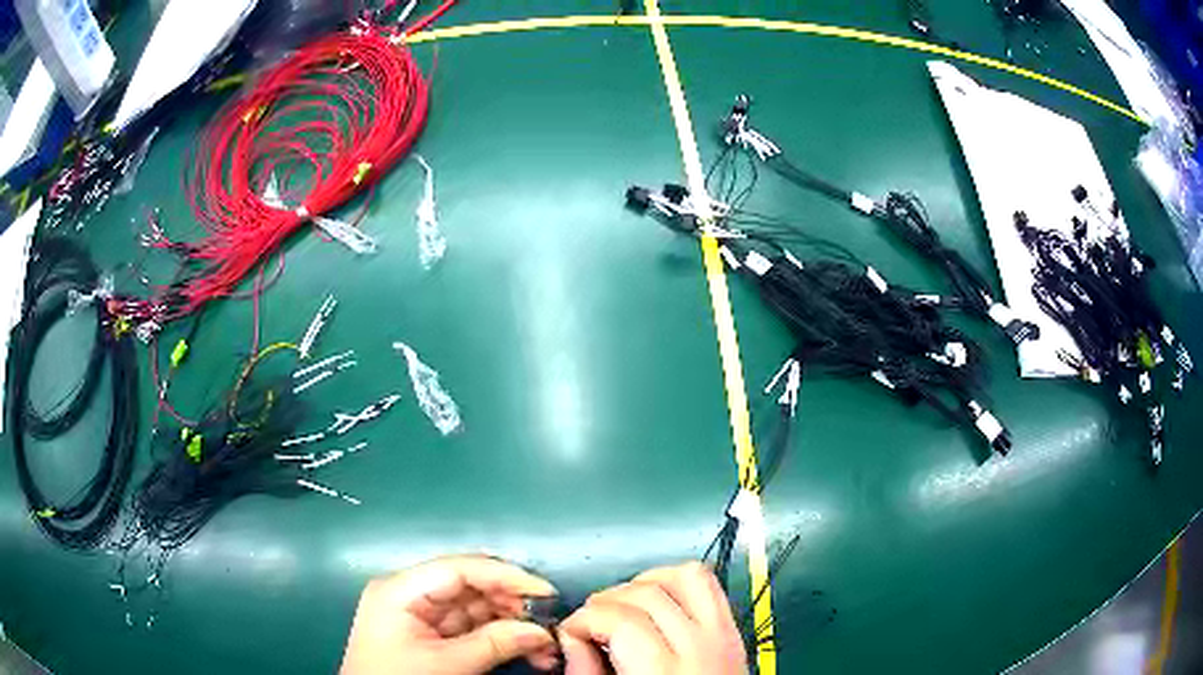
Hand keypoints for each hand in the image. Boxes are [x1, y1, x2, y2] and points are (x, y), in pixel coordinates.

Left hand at [340, 554, 559, 674]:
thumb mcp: (446, 665)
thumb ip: (493, 644)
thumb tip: (541, 631)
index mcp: (401, 590)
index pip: (459, 569)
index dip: (505, 575)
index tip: (545, 592)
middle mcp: (411, 595)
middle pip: (471, 587)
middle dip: (513, 605)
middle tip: (550, 623)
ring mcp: (422, 616)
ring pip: (478, 610)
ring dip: (514, 625)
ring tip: (546, 646)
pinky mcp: (433, 636)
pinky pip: (474, 630)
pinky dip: (502, 639)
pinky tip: (529, 651)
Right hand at [560, 562, 748, 674]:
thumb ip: (587, 672)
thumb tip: (571, 637)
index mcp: (664, 672)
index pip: (618, 619)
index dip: (581, 620)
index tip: (570, 632)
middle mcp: (699, 647)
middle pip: (645, 595)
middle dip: (604, 602)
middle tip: (590, 624)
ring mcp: (723, 635)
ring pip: (684, 577)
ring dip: (645, 583)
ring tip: (623, 606)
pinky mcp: (733, 630)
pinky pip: (710, 584)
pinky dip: (678, 581)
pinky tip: (657, 600)